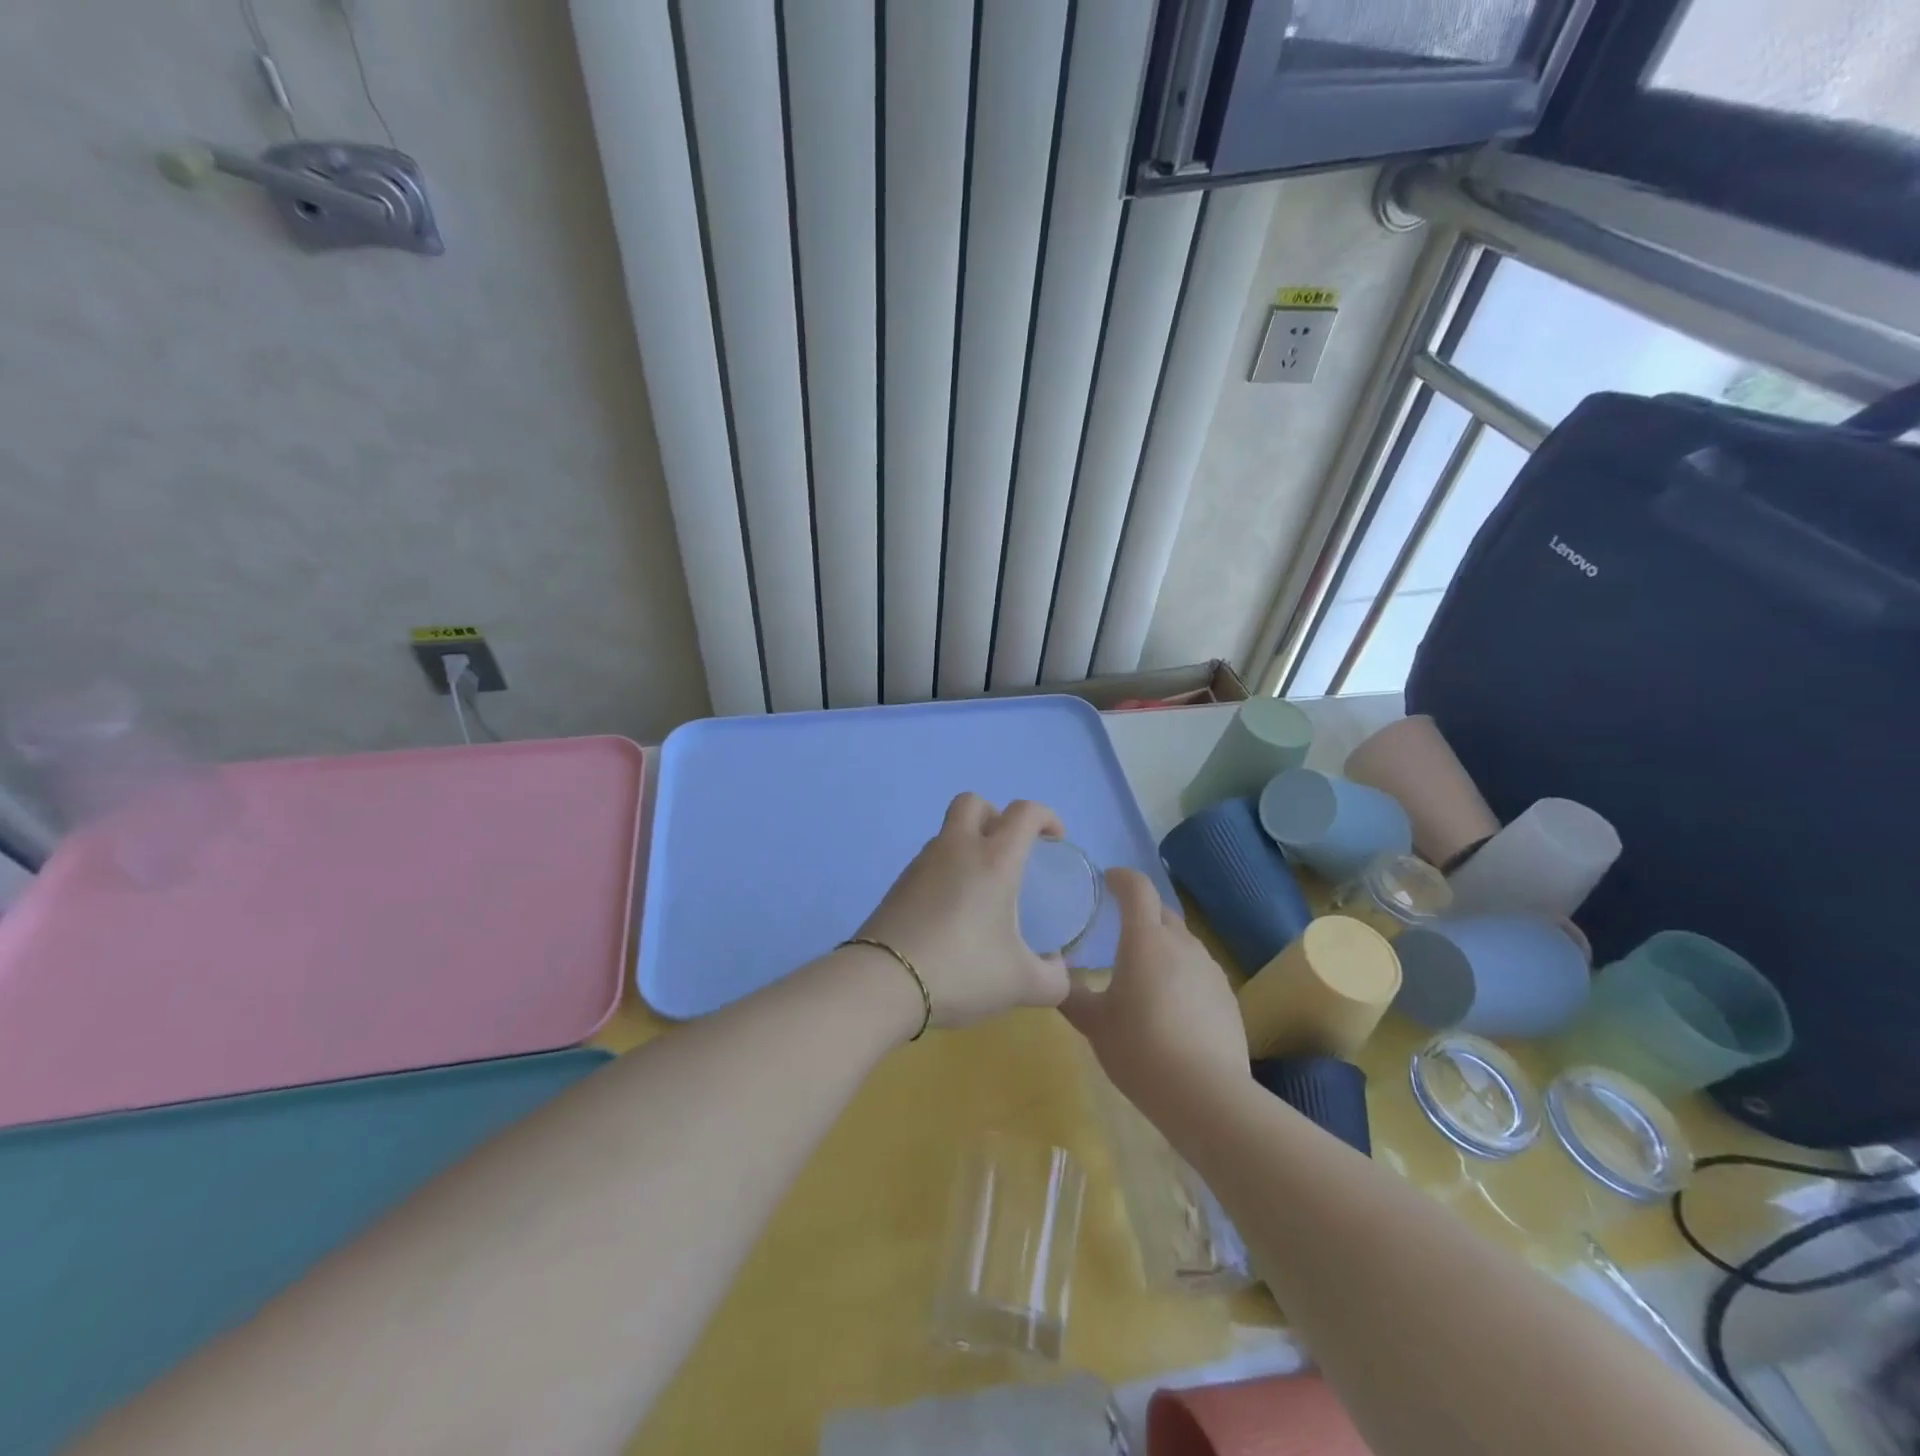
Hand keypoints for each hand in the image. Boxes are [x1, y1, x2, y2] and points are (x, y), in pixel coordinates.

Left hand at [854, 793, 1072, 1029]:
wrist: (884, 982)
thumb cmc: (962, 971)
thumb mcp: (1020, 984)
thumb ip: (1053, 979)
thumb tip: (1060, 970)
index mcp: (994, 859)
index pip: (1024, 812)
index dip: (1046, 816)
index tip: (1055, 840)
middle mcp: (957, 848)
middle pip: (974, 803)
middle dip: (996, 816)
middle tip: (1009, 851)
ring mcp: (922, 863)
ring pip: (948, 833)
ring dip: (968, 845)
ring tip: (981, 890)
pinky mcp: (898, 884)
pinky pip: (930, 862)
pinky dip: (946, 872)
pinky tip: (952, 912)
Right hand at [1060, 868, 1249, 1117]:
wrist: (1206, 1094)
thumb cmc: (1139, 1049)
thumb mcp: (1094, 1024)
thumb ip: (1072, 995)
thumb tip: (1056, 978)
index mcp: (1145, 939)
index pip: (1137, 888)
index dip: (1121, 878)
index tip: (1107, 880)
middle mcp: (1181, 944)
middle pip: (1162, 911)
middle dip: (1141, 910)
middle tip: (1119, 926)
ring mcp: (1210, 969)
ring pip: (1183, 941)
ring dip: (1163, 943)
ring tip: (1144, 969)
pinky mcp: (1228, 996)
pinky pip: (1199, 970)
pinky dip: (1182, 973)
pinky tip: (1172, 1004)